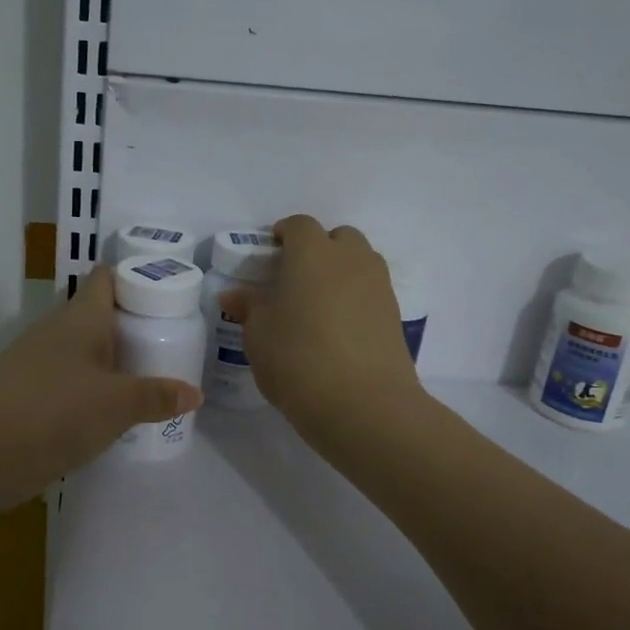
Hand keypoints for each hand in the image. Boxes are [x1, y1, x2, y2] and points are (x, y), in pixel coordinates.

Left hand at [0, 264, 203, 514]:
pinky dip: (89, 393)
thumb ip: (156, 397)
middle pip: (97, 317)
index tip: (169, 294)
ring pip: (81, 353)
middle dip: (132, 327)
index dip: (136, 278)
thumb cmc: (52, 413)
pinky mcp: (23, 398)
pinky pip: (66, 384)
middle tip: (170, 344)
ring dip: (111, 363)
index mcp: (79, 318)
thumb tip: (195, 393)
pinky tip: (109, 416)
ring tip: (148, 380)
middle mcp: (55, 333)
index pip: (106, 278)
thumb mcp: (116, 406)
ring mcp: (34, 366)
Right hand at [218, 215, 425, 439]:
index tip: (270, 252)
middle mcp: (350, 259)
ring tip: (318, 304)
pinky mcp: (395, 315)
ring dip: (341, 272)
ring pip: (360, 262)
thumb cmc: (298, 359)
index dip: (284, 234)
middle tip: (296, 278)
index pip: (299, 225)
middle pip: (338, 237)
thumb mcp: (258, 335)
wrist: (364, 404)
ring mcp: (378, 286)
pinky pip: (371, 292)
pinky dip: (356, 299)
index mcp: (312, 253)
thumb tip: (235, 295)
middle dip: (318, 249)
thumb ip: (248, 308)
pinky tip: (339, 329)